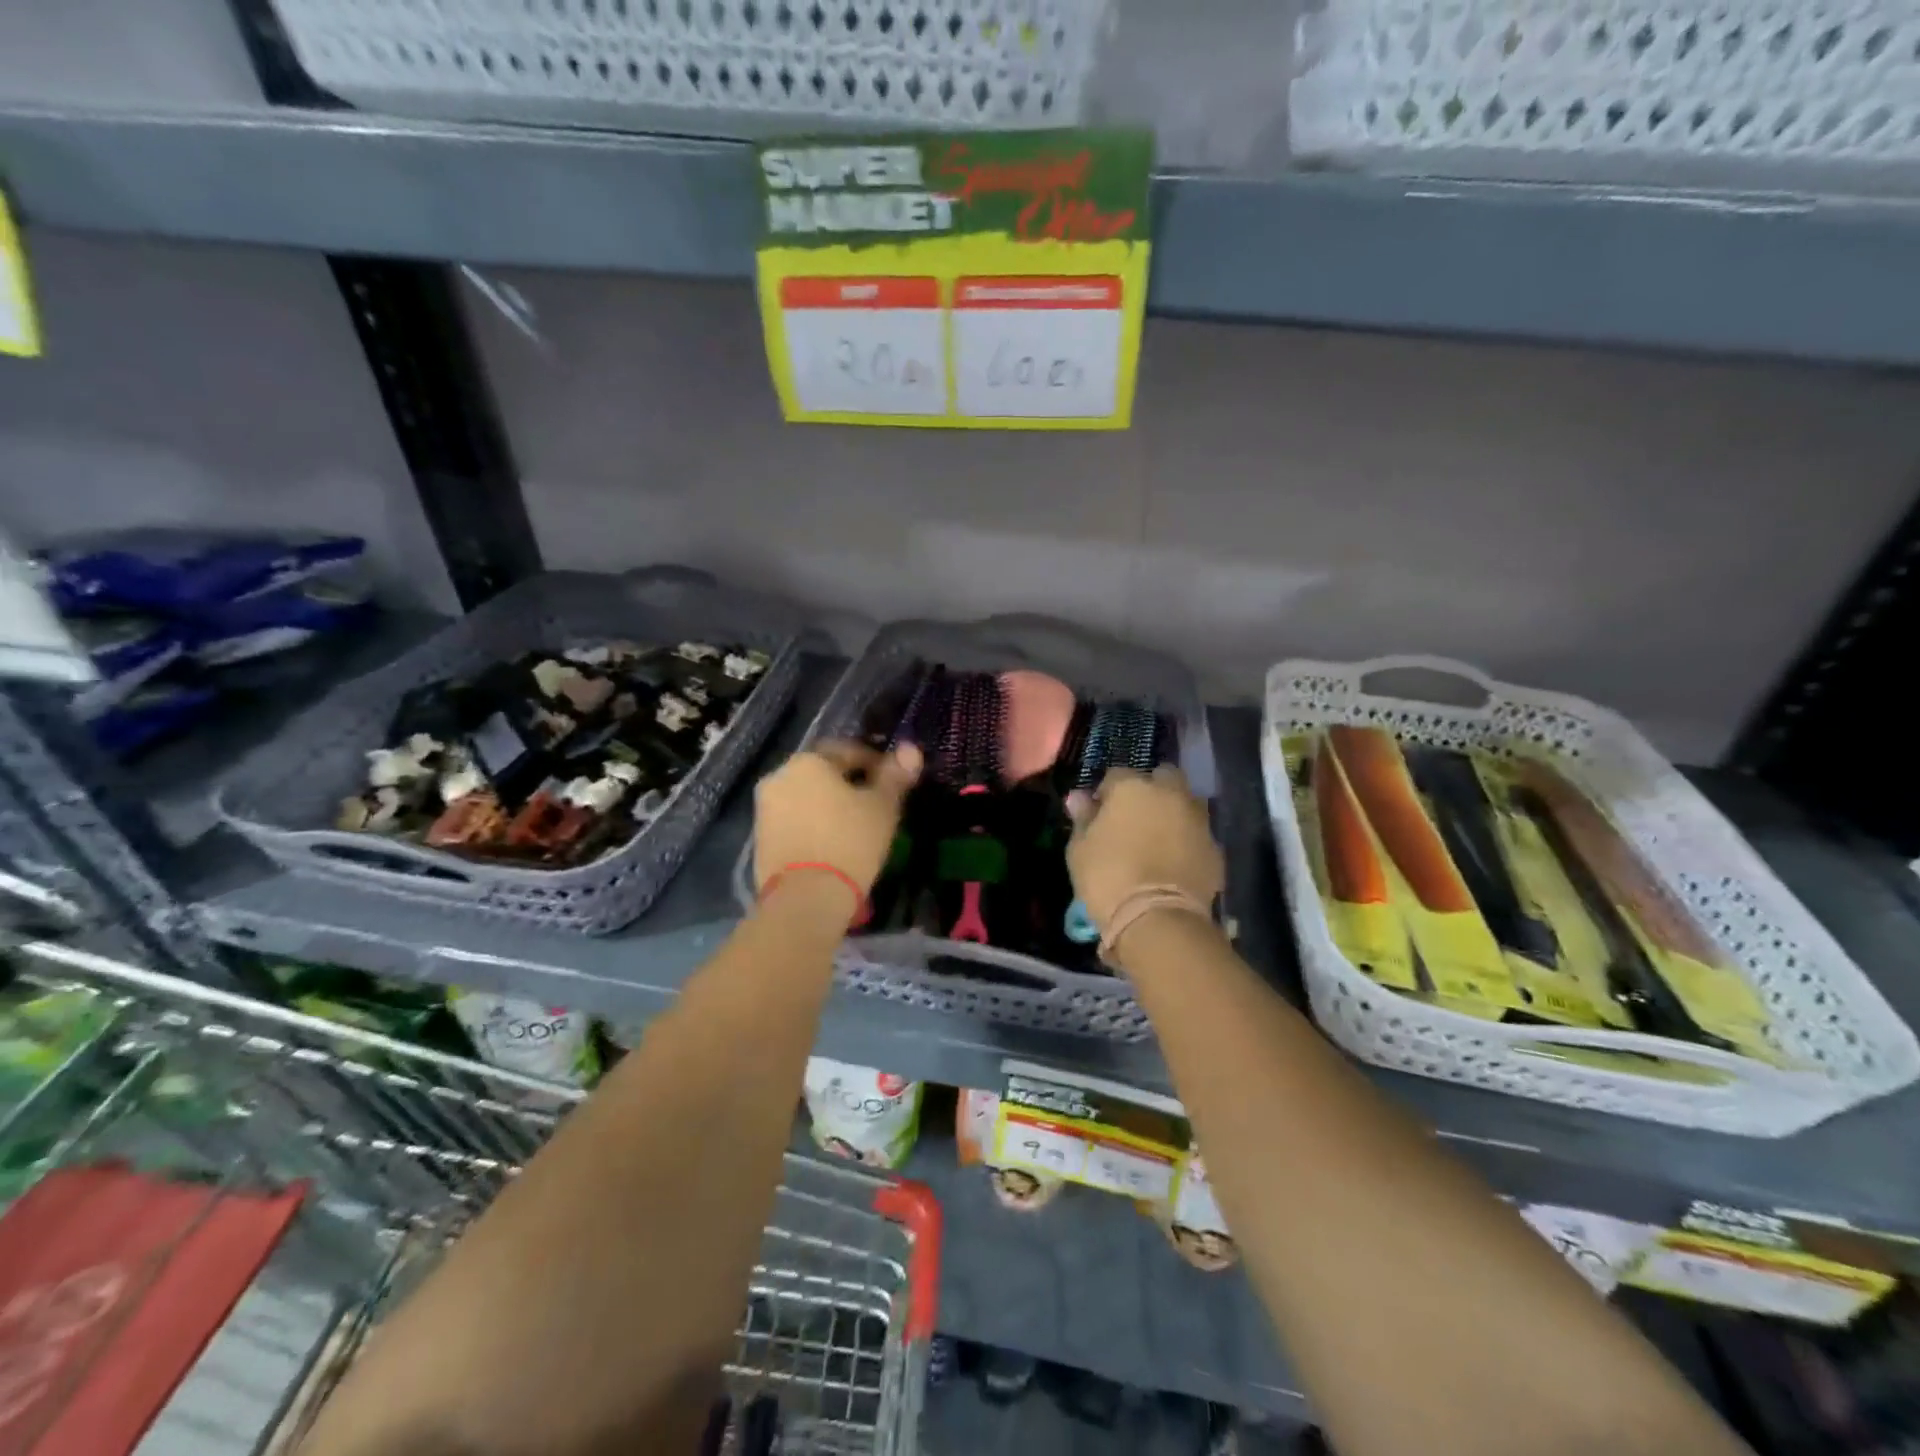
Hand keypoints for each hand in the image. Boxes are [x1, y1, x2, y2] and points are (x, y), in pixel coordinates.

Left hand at [753, 741, 922, 912]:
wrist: (804, 899)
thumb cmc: (849, 843)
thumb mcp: (882, 807)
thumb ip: (895, 776)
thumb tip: (910, 749)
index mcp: (809, 761)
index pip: (848, 751)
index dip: (875, 764)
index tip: (892, 783)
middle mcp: (780, 776)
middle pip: (822, 774)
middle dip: (848, 785)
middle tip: (874, 805)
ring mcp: (765, 809)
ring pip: (806, 798)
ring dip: (828, 806)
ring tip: (854, 828)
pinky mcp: (759, 839)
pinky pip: (794, 822)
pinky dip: (813, 826)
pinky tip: (832, 845)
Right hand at [1066, 765, 1223, 938]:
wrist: (1157, 919)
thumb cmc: (1108, 878)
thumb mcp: (1080, 850)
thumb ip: (1083, 818)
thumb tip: (1079, 798)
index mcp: (1132, 788)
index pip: (1115, 775)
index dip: (1106, 794)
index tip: (1099, 814)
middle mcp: (1169, 794)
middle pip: (1163, 777)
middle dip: (1151, 790)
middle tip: (1136, 817)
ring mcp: (1197, 820)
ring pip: (1186, 803)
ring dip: (1174, 812)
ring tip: (1158, 839)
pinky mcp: (1215, 849)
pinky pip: (1198, 836)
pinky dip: (1188, 842)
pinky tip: (1175, 863)